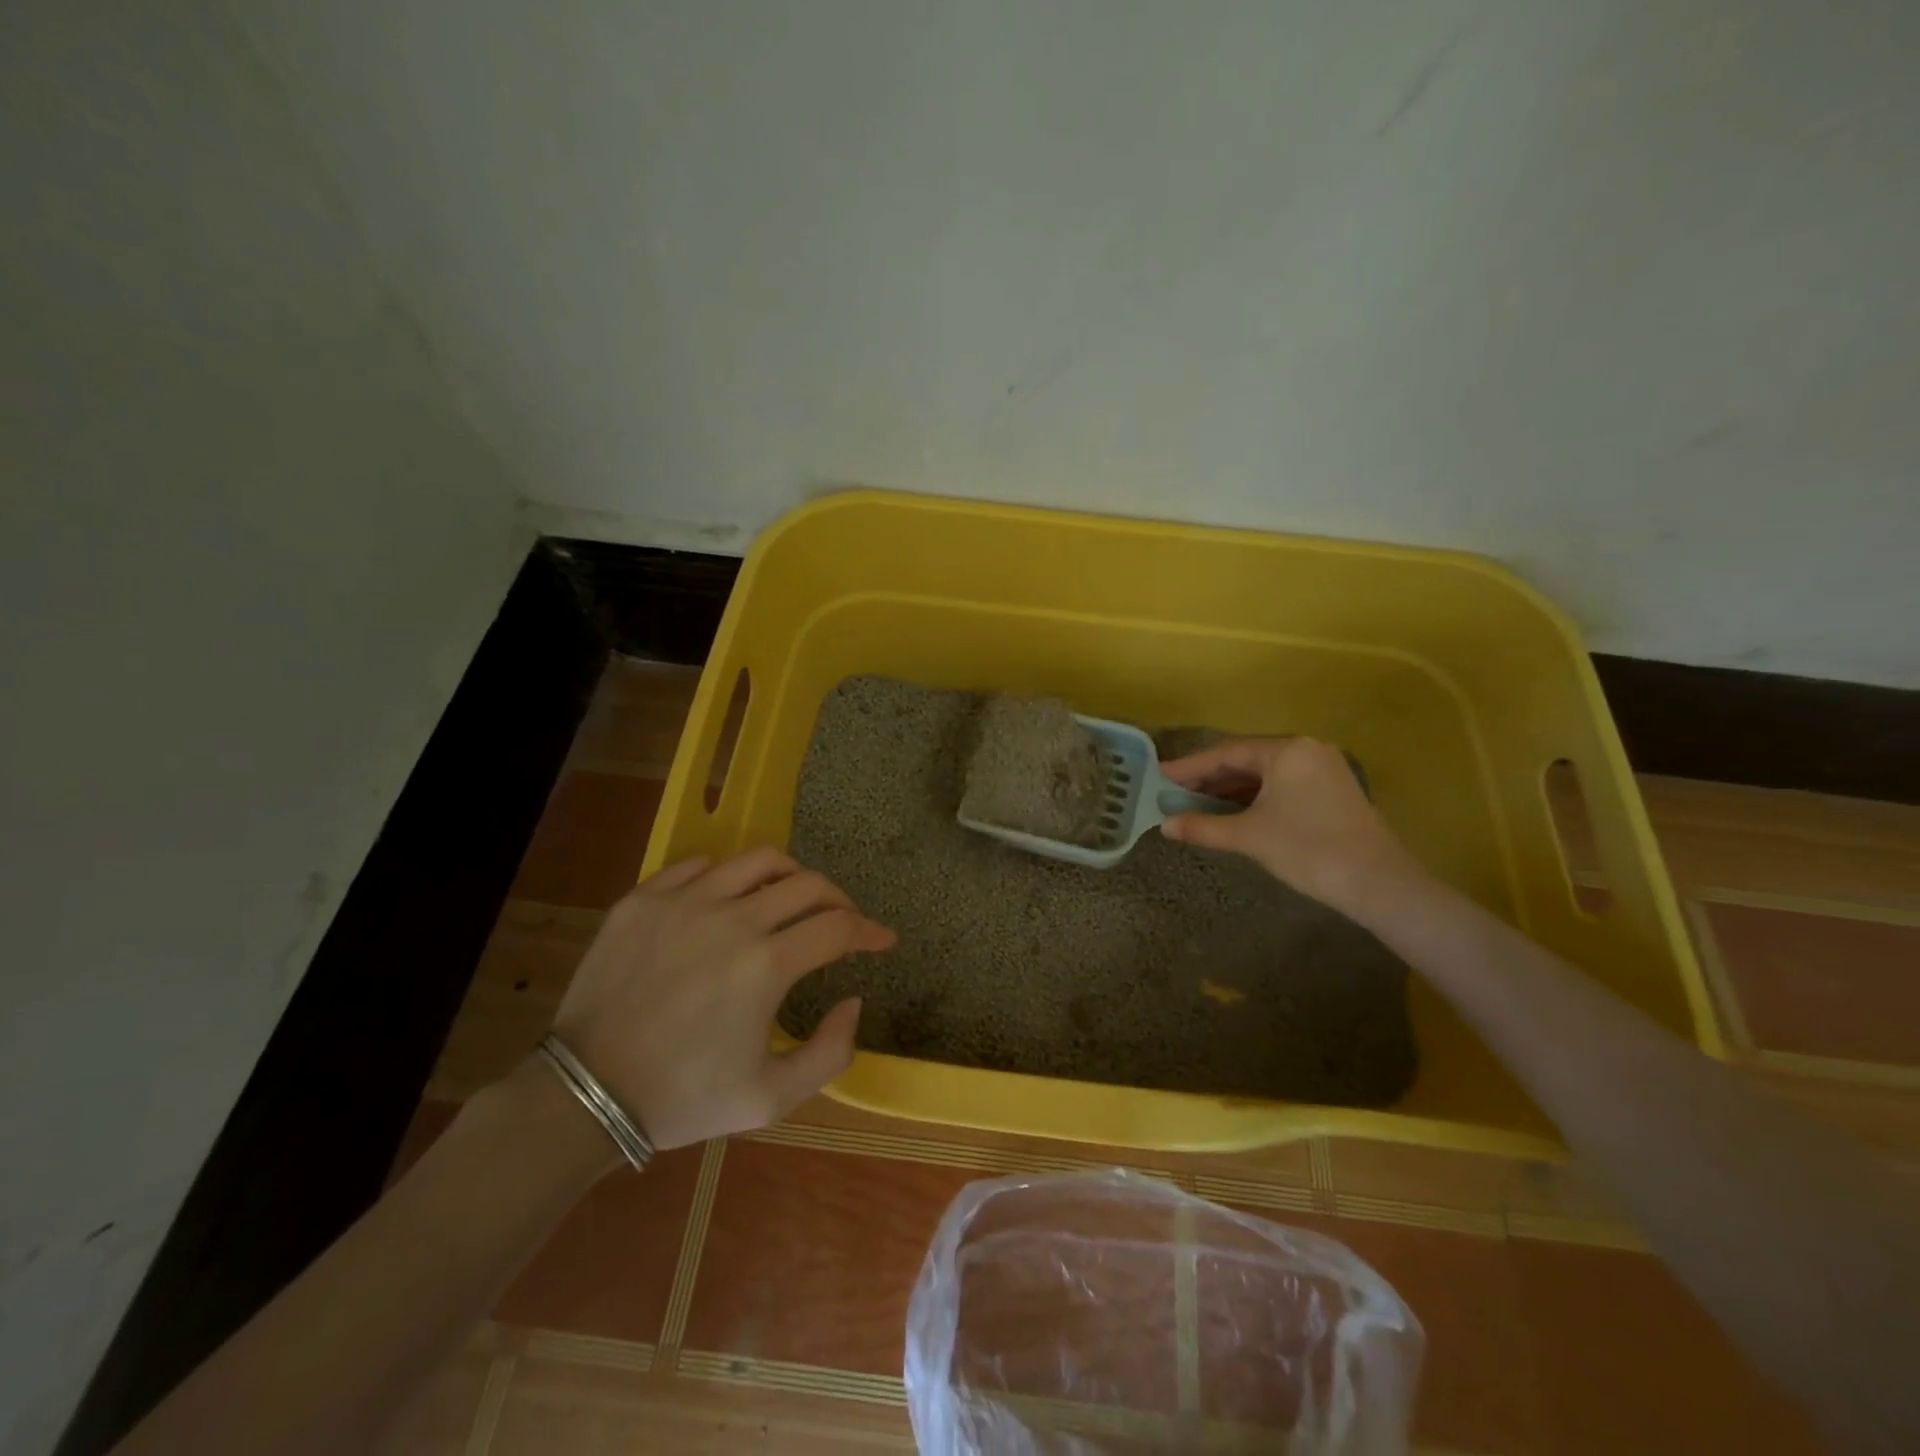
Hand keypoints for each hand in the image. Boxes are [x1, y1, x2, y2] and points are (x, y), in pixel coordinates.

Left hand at [547, 848, 894, 1151]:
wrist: (585, 1094)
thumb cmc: (684, 1098)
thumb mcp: (771, 1098)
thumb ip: (830, 1052)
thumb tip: (854, 1001)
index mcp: (766, 964)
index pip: (838, 927)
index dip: (870, 930)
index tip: (883, 940)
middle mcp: (732, 919)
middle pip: (807, 884)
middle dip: (839, 900)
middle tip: (843, 920)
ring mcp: (683, 901)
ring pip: (757, 860)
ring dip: (790, 875)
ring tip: (793, 897)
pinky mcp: (643, 898)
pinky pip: (699, 866)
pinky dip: (728, 876)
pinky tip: (730, 900)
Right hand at [1159, 737, 1427, 922]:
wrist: (1378, 884)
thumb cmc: (1308, 850)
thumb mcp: (1249, 837)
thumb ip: (1203, 826)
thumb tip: (1165, 826)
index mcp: (1287, 750)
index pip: (1226, 752)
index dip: (1189, 767)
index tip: (1160, 776)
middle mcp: (1306, 750)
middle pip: (1245, 759)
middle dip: (1208, 778)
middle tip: (1174, 791)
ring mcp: (1323, 769)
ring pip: (1264, 773)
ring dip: (1230, 788)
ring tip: (1196, 803)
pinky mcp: (1332, 791)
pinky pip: (1281, 784)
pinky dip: (1254, 796)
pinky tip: (1233, 811)